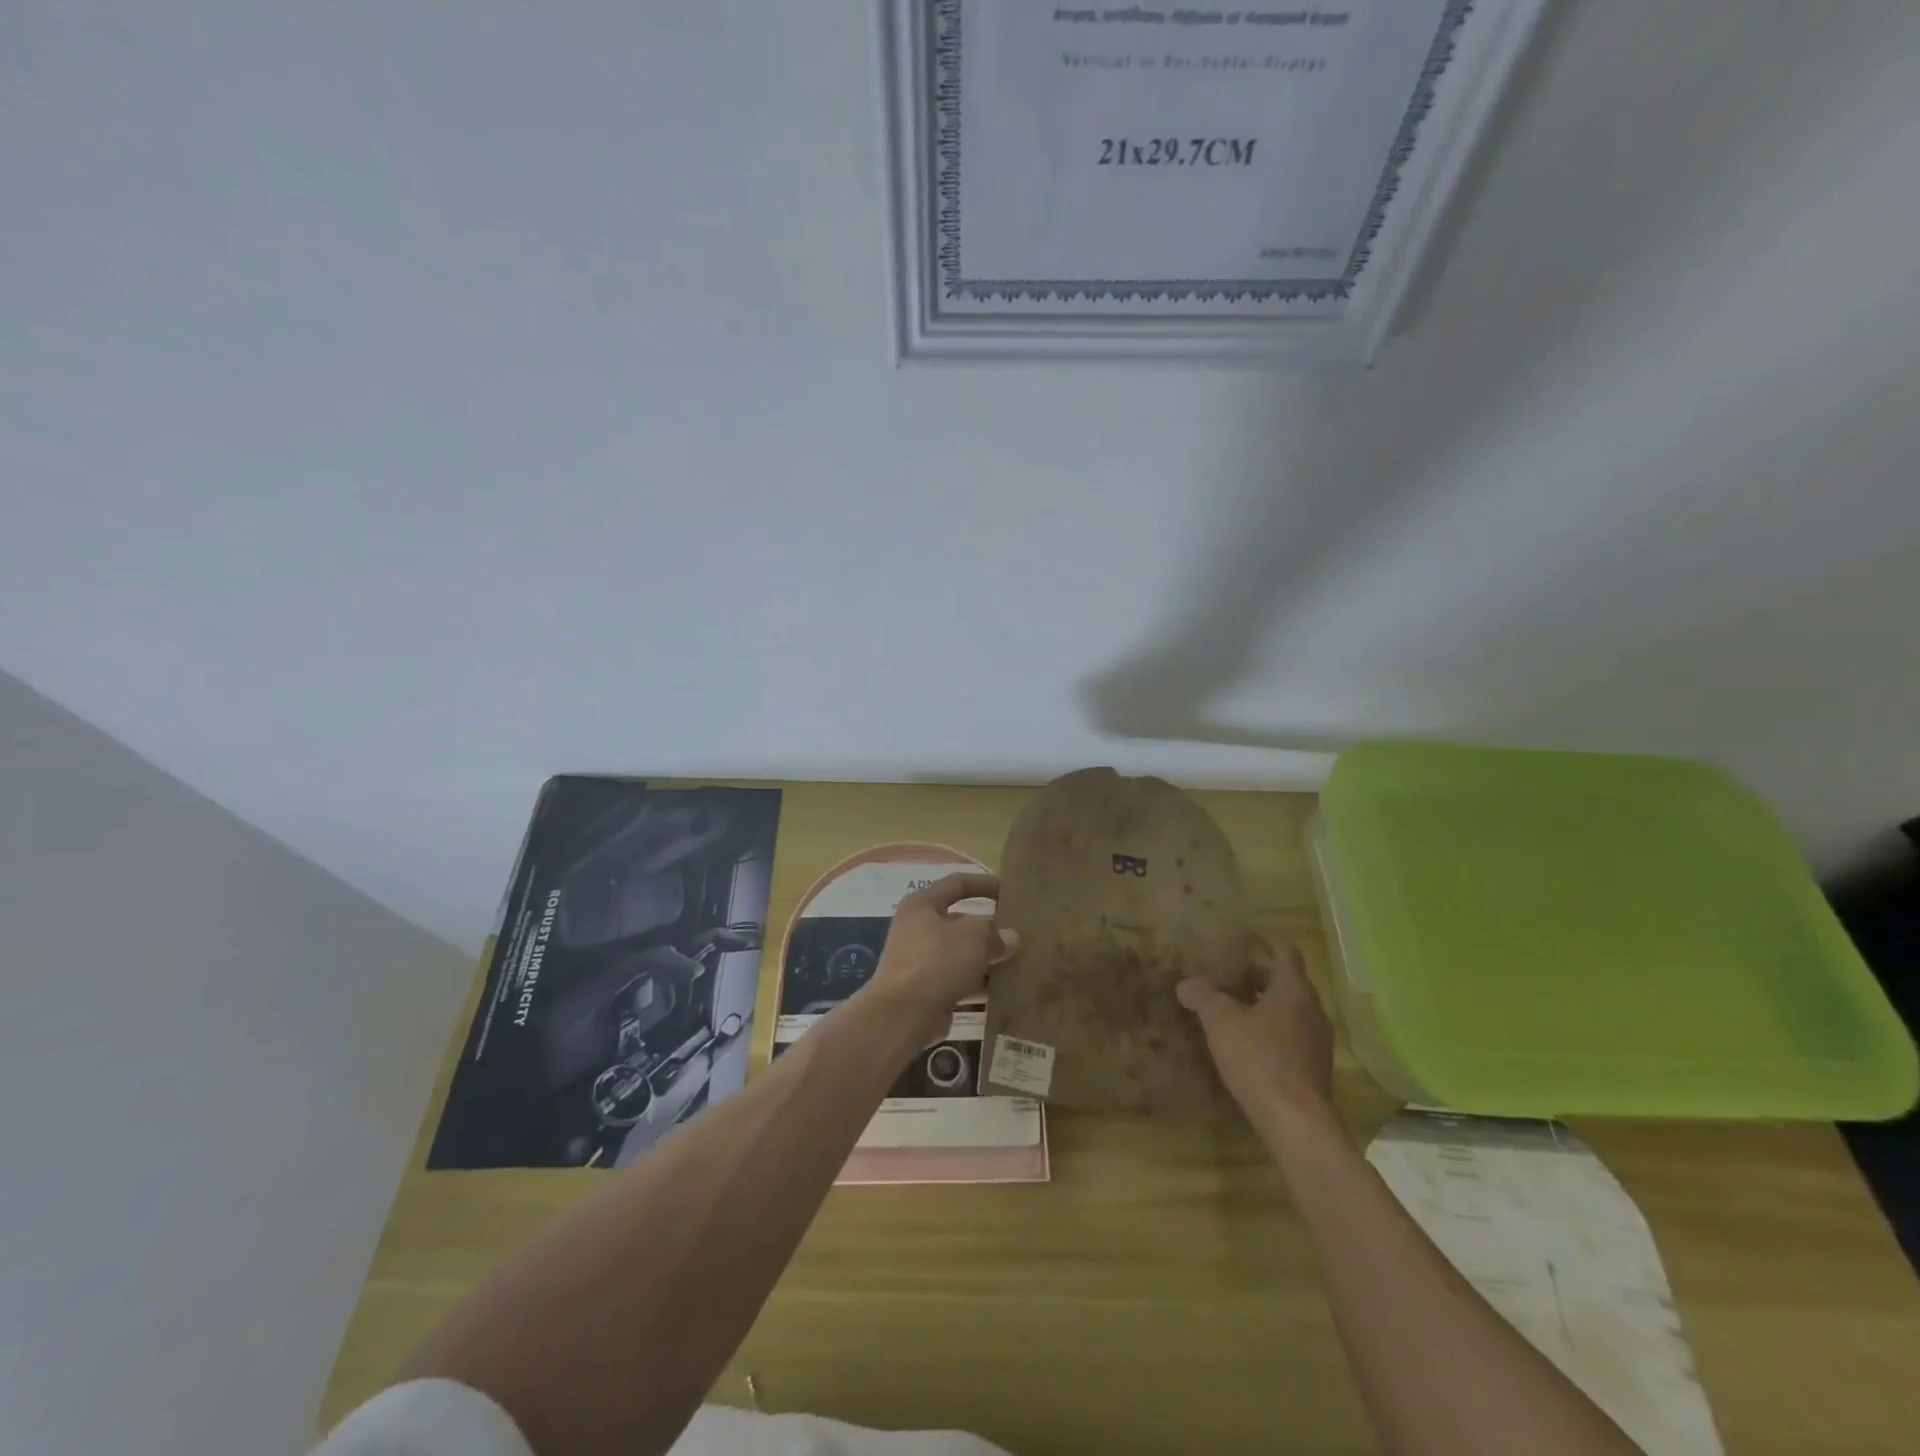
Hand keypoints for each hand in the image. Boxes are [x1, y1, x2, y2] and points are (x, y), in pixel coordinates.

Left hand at [868, 872, 1019, 1043]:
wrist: (902, 1015)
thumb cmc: (936, 962)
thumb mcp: (974, 938)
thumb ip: (995, 933)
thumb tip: (1010, 938)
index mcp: (922, 904)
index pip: (957, 883)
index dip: (985, 883)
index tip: (1010, 890)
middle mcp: (917, 928)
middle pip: (960, 920)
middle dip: (989, 927)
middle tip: (1020, 932)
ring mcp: (920, 960)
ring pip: (961, 952)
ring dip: (986, 957)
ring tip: (1018, 960)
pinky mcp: (926, 988)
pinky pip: (959, 978)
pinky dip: (978, 981)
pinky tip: (1003, 988)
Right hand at [1177, 936, 1336, 1131]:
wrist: (1296, 1123)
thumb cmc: (1260, 1060)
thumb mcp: (1221, 1022)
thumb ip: (1204, 996)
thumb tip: (1187, 983)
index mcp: (1294, 990)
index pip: (1285, 952)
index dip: (1266, 941)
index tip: (1246, 937)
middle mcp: (1313, 1010)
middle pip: (1289, 981)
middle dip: (1261, 973)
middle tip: (1231, 970)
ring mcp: (1318, 1041)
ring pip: (1291, 1010)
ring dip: (1266, 1003)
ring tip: (1235, 1005)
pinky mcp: (1314, 1067)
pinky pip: (1292, 1035)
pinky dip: (1272, 1028)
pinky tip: (1249, 1041)